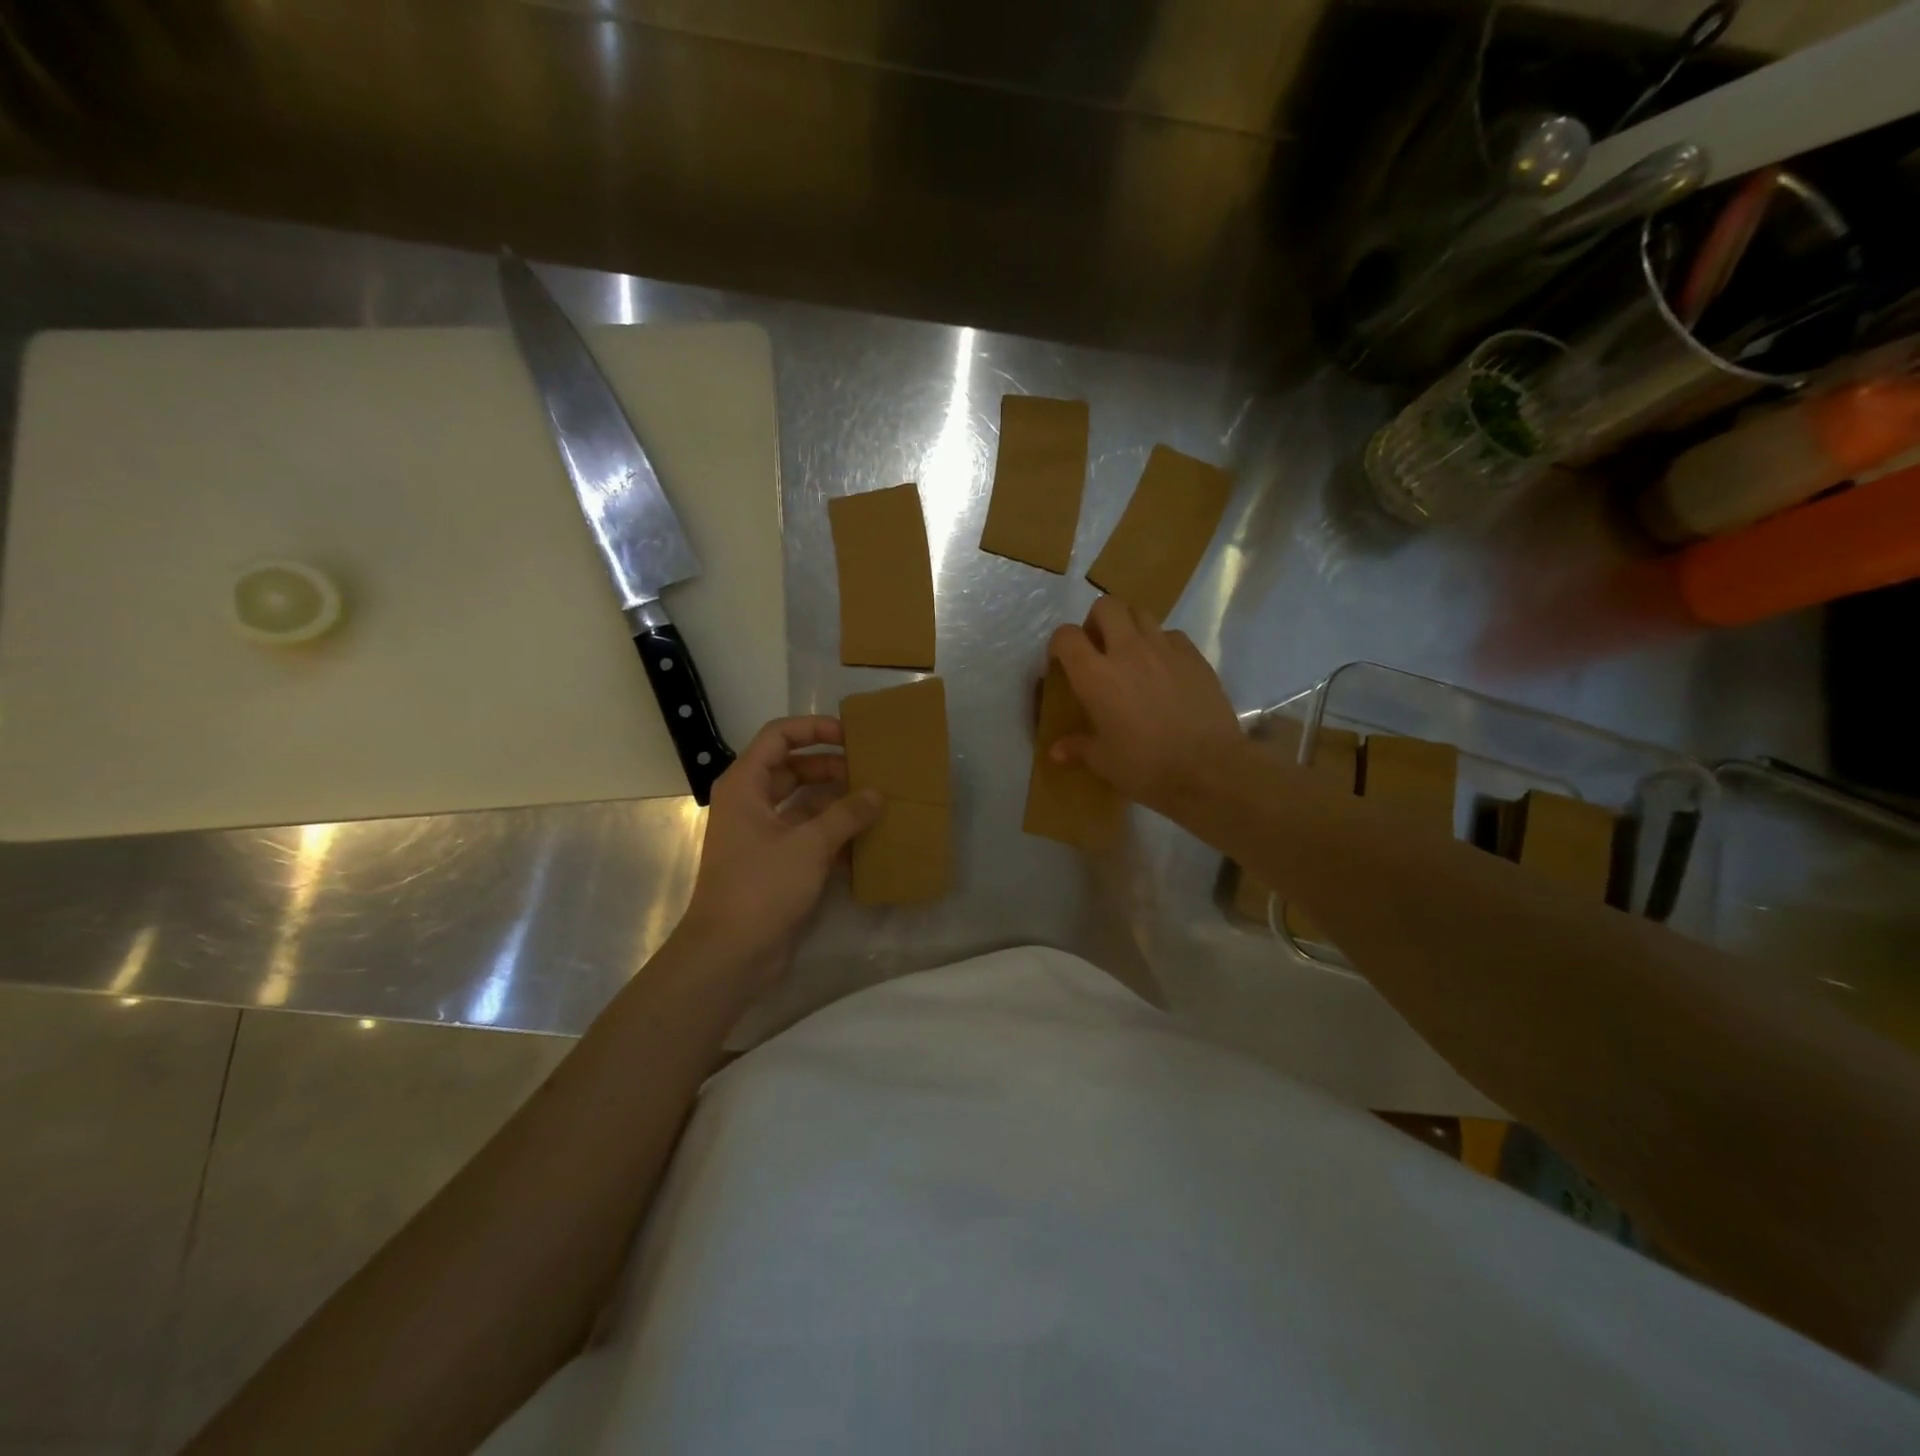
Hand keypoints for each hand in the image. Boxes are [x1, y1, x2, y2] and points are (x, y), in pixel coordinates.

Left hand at [680, 717, 881, 980]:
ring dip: (837, 801)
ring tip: (877, 801)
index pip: (779, 737)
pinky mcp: (776, 862)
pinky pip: (809, 834)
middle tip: (872, 772)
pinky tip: (867, 838)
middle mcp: (752, 802)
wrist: (730, 954)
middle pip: (795, 769)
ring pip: (805, 803)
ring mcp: (763, 834)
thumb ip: (846, 814)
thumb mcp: (809, 845)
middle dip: (833, 767)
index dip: (814, 729)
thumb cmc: (761, 887)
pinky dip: (834, 832)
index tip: (851, 736)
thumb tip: (877, 794)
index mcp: (746, 785)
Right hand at [1048, 596, 1242, 813]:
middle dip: (1096, 620)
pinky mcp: (1194, 656)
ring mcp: (1165, 649)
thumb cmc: (1145, 766)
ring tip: (1130, 654)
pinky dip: (1161, 643)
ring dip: (1129, 626)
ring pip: (1141, 613)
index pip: (1066, 636)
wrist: (1208, 768)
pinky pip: (1171, 634)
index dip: (1059, 644)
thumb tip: (1056, 752)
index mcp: (1096, 675)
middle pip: (1106, 606)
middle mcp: (1127, 651)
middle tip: (1098, 647)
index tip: (1061, 661)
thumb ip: (1078, 748)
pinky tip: (1163, 668)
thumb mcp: (1104, 761)